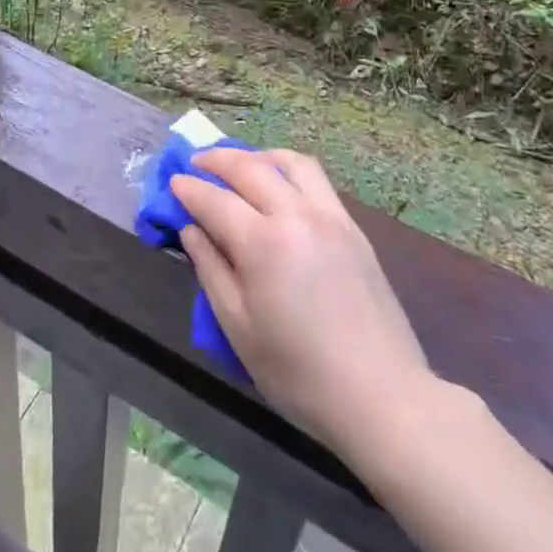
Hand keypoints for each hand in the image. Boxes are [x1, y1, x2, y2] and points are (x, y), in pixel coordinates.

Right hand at [172, 149, 432, 455]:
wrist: (380, 395)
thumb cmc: (299, 373)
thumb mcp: (239, 329)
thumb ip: (210, 270)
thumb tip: (190, 229)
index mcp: (263, 244)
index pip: (215, 200)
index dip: (188, 190)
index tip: (171, 183)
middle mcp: (295, 215)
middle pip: (249, 168)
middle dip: (216, 160)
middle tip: (195, 164)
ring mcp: (329, 215)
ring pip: (288, 162)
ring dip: (257, 156)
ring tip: (240, 165)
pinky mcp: (351, 226)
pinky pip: (316, 179)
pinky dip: (288, 169)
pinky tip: (280, 185)